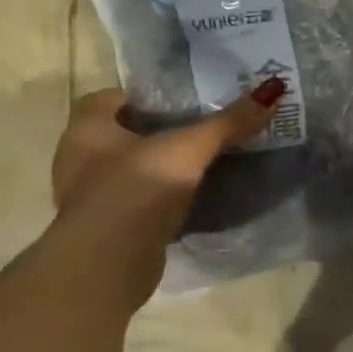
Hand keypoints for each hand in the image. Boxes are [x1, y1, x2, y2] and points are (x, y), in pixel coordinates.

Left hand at [47, 80, 284, 299]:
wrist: (109, 262)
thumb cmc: (137, 188)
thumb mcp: (190, 148)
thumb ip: (229, 122)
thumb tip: (273, 89)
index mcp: (87, 130)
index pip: (108, 98)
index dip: (143, 95)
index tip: (181, 100)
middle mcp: (79, 159)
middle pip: (122, 134)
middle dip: (158, 131)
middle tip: (202, 127)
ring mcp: (91, 197)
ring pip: (130, 169)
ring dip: (161, 167)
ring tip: (204, 162)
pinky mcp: (109, 228)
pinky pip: (139, 201)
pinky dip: (162, 198)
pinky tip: (194, 197)